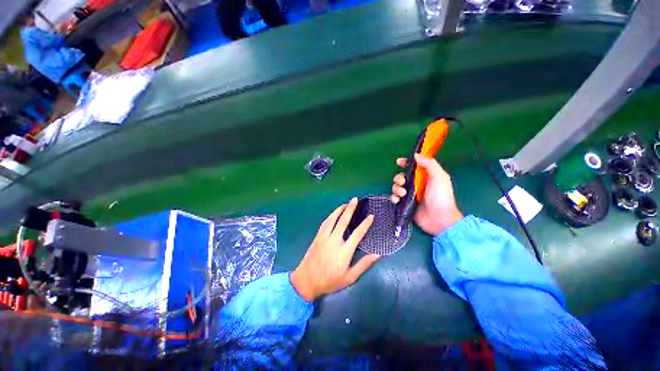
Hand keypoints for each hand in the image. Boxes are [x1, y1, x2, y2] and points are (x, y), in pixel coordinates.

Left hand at [291, 198, 379, 301]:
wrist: (307, 281)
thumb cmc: (330, 281)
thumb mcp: (349, 277)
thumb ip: (363, 265)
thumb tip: (377, 255)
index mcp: (344, 251)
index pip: (357, 234)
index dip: (365, 224)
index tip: (371, 216)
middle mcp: (334, 241)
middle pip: (343, 221)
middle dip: (350, 209)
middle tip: (355, 199)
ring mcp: (324, 237)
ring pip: (333, 219)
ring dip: (339, 209)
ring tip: (346, 203)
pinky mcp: (318, 236)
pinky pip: (325, 223)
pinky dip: (331, 216)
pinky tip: (334, 213)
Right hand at [391, 153, 462, 235]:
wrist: (439, 219)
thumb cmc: (441, 197)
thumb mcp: (439, 177)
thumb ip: (429, 164)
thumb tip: (416, 155)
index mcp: (425, 176)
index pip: (413, 166)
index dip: (406, 162)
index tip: (399, 162)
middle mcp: (416, 184)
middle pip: (402, 176)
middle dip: (399, 178)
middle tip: (403, 183)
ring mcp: (410, 195)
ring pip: (397, 187)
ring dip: (396, 188)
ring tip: (402, 194)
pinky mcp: (405, 204)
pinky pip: (395, 198)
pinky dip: (394, 198)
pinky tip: (397, 200)